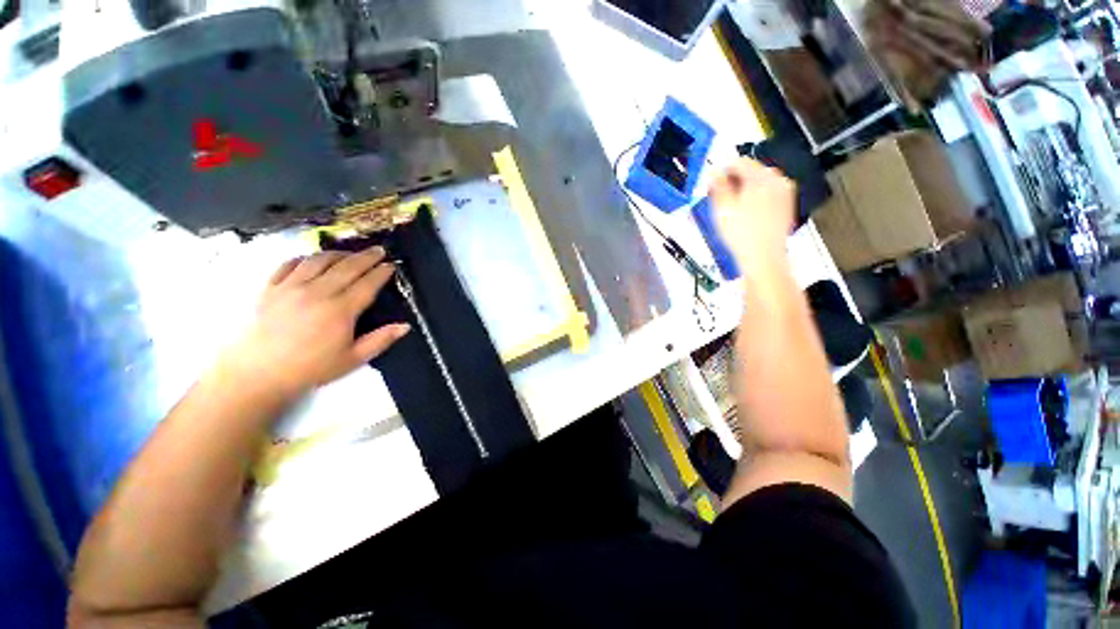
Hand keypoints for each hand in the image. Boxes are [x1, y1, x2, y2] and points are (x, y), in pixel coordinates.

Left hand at [222, 247, 409, 397]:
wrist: (258, 374)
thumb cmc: (311, 368)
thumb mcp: (353, 359)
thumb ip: (380, 340)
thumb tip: (405, 326)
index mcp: (341, 310)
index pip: (367, 284)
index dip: (381, 273)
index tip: (391, 265)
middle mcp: (318, 292)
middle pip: (347, 267)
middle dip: (366, 257)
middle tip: (378, 250)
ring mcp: (291, 287)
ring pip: (319, 260)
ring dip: (338, 253)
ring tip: (350, 253)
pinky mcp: (270, 288)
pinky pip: (289, 264)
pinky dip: (304, 258)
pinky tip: (312, 259)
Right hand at [709, 158, 795, 265]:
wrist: (764, 256)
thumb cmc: (741, 233)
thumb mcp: (722, 208)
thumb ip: (717, 186)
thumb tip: (714, 172)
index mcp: (761, 177)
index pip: (739, 162)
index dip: (722, 171)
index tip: (712, 183)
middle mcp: (777, 180)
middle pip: (752, 171)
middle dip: (735, 180)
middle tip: (720, 197)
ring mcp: (785, 192)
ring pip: (761, 182)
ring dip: (745, 189)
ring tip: (733, 207)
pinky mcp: (787, 205)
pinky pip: (769, 193)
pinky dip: (757, 197)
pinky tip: (747, 213)